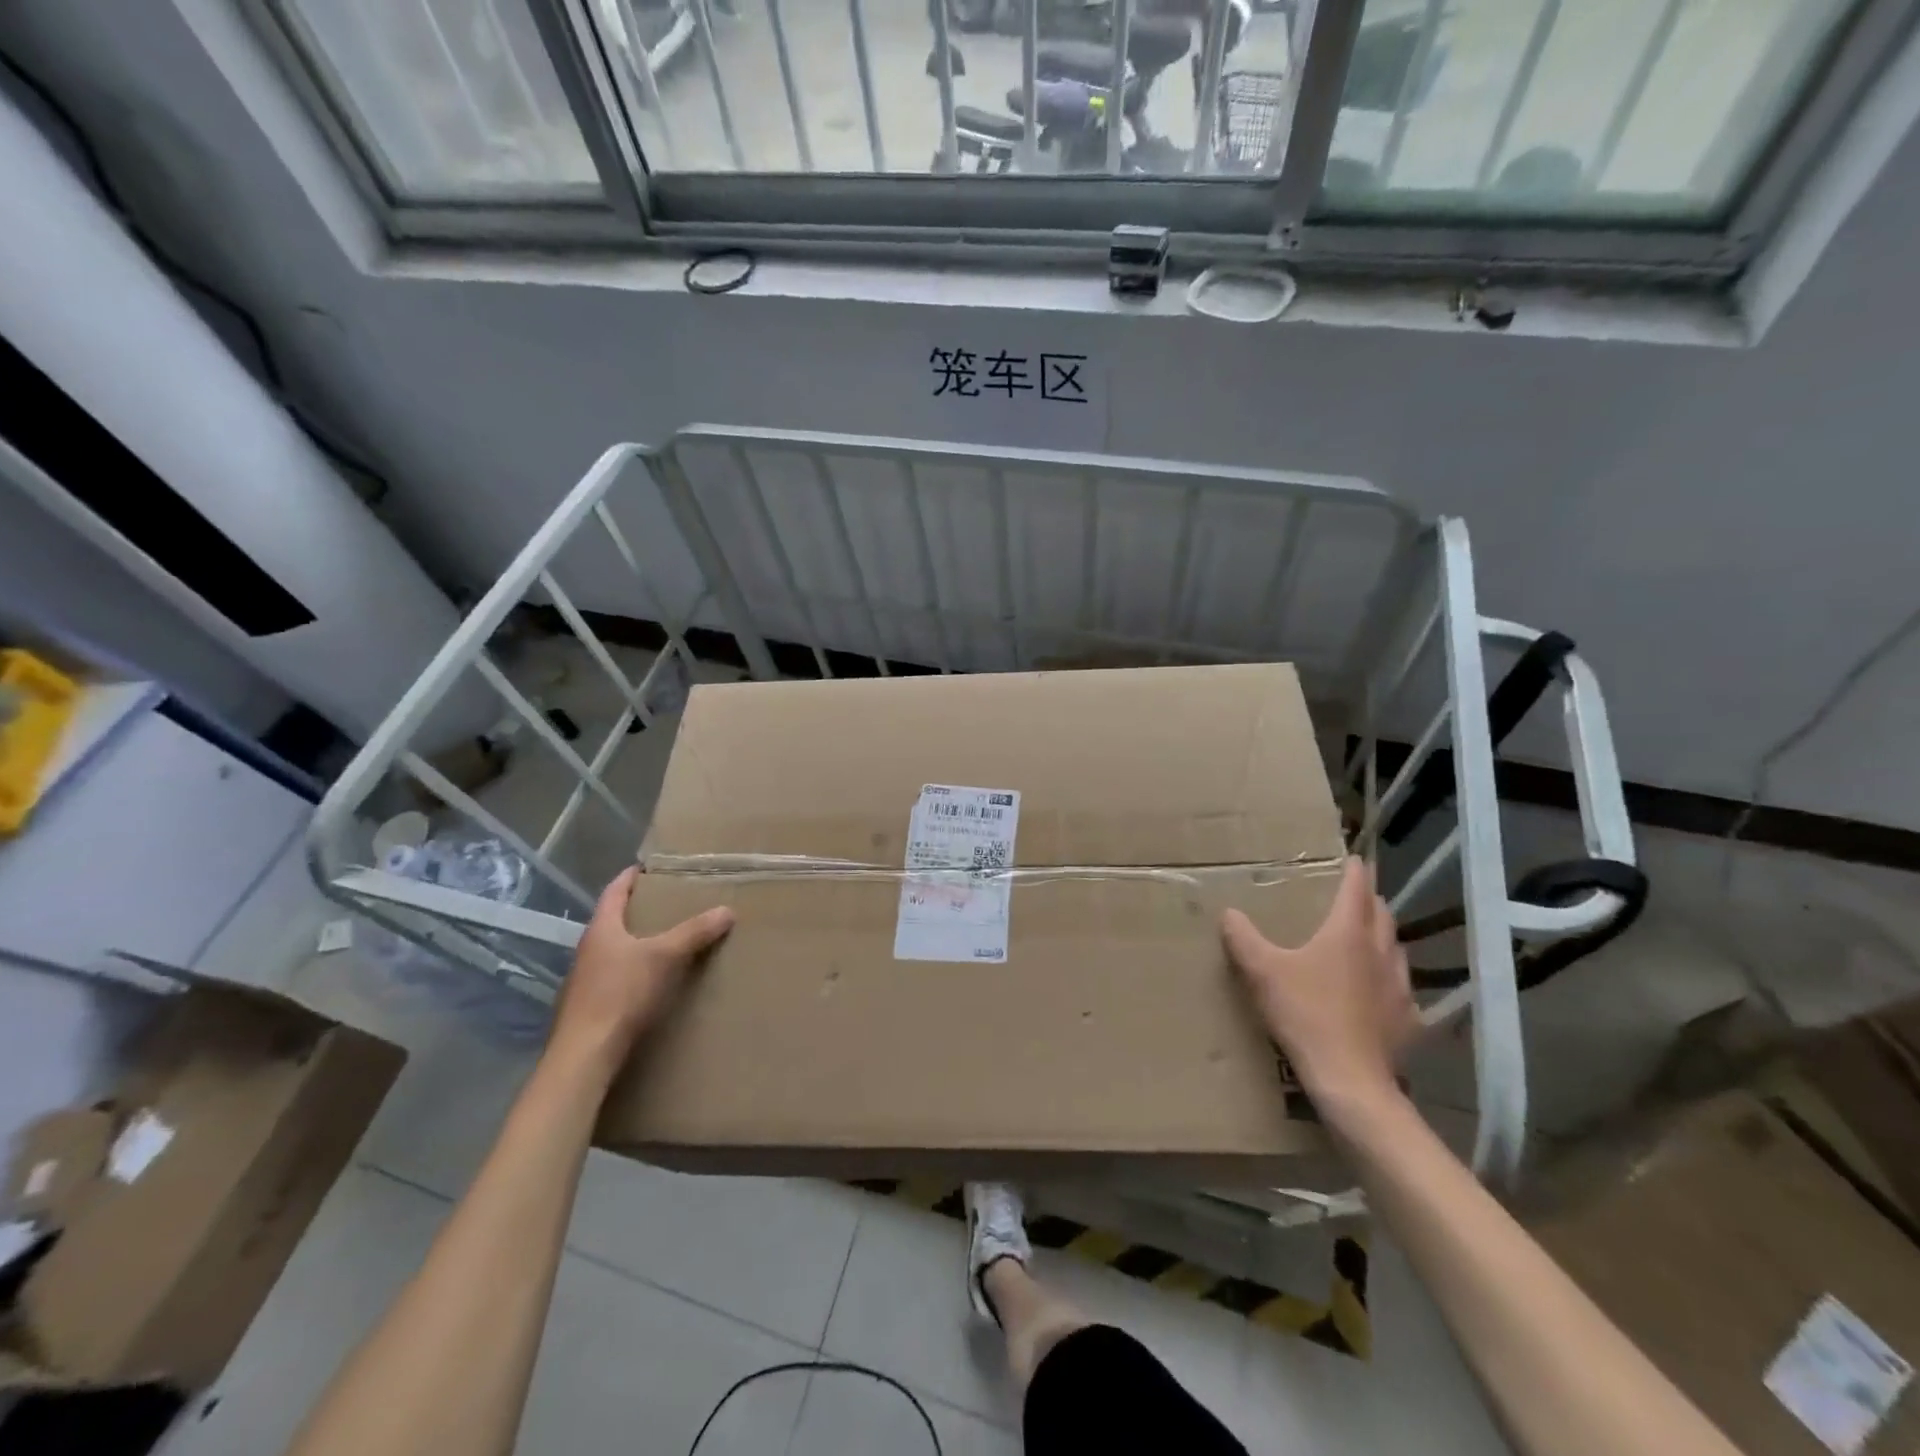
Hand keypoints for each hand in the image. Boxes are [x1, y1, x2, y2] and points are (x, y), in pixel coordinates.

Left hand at [548, 867, 733, 1080]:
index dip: (631, 877)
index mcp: (601, 929)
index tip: (649, 867)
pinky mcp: (589, 1007)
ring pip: (614, 950)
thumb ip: (695, 932)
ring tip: (666, 940)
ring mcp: (585, 980)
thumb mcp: (665, 956)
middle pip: (613, 920)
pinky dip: (634, 970)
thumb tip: (727, 910)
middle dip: (639, 910)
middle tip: (669, 902)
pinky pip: (615, 977)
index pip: (614, 891)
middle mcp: (588, 950)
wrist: (585, 1054)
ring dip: (636, 942)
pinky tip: (652, 981)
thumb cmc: (621, 993)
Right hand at [1221, 856, 1420, 1114]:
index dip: (1354, 871)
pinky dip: (1388, 981)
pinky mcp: (1408, 1019)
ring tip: (1363, 941)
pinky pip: (1401, 989)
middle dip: (1368, 901)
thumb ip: (1243, 938)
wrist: (1350, 1079)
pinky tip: (1376, 994)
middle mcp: (1380, 951)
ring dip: (1380, 938)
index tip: (1352, 859)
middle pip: (1381, 914)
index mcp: (1348, 932)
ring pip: (1395, 949)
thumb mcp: (1262, 972)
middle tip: (1351, 897)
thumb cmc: (1306, 1014)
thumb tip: (1229, 913)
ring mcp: (1400, 986)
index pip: (1357, 888)